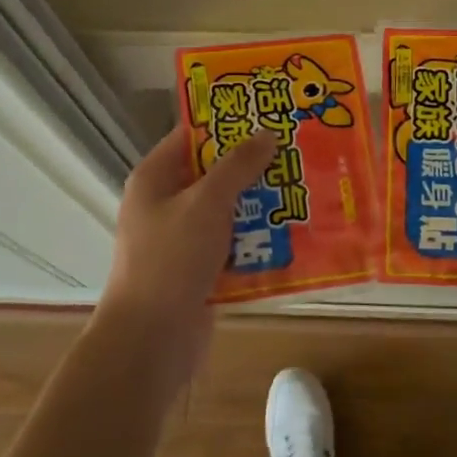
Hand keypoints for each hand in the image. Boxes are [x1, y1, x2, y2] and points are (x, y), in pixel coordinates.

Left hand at [91, 124, 277, 401]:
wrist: (151, 340)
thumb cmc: (172, 259)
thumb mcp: (207, 202)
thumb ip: (237, 166)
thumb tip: (266, 133)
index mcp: (155, 178)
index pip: (192, 136)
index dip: (227, 124)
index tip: (269, 115)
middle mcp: (166, 204)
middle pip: (213, 174)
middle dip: (253, 166)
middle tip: (298, 152)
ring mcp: (182, 240)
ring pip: (227, 211)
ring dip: (260, 205)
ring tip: (304, 189)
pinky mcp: (199, 271)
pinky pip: (233, 245)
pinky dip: (257, 240)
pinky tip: (293, 235)